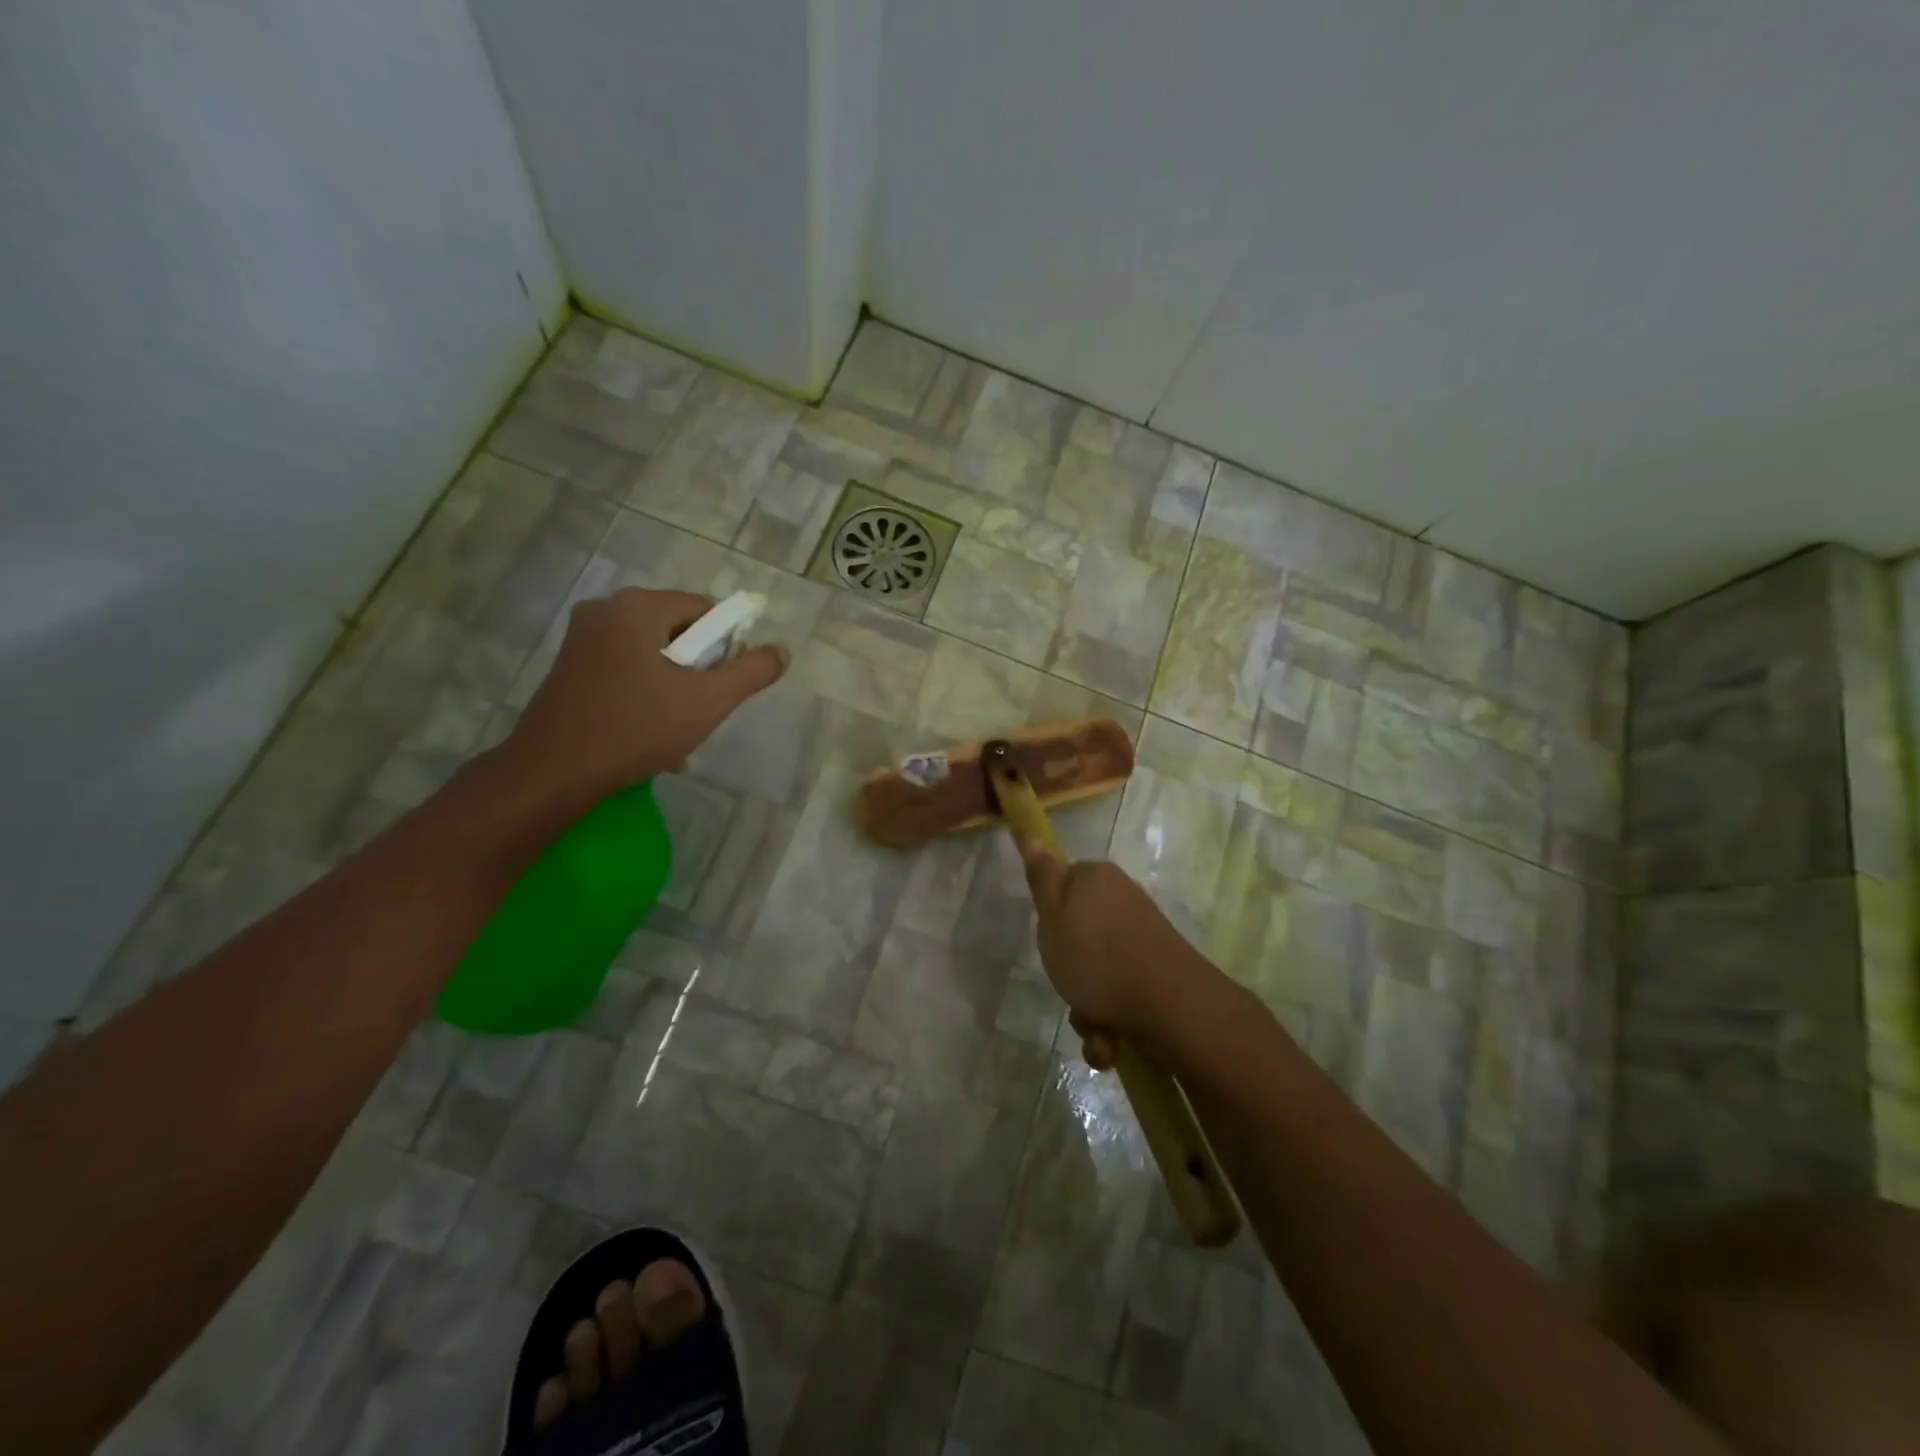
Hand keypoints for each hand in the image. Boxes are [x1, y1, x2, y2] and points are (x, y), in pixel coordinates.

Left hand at [506, 588, 787, 804]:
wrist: (553, 772)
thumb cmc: (635, 729)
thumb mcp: (707, 702)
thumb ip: (751, 672)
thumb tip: (782, 650)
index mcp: (638, 607)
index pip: (705, 610)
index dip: (726, 646)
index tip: (724, 685)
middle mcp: (606, 609)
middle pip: (678, 630)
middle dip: (698, 670)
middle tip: (701, 711)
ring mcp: (582, 636)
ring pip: (652, 652)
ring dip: (674, 686)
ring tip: (677, 731)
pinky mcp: (569, 663)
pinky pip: (625, 666)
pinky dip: (645, 691)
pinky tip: (649, 731)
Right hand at [1022, 854, 1208, 1064]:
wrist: (1171, 1007)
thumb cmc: (1097, 958)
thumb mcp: (1052, 918)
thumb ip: (1041, 880)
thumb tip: (1032, 835)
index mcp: (1096, 878)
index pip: (1061, 883)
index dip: (1049, 914)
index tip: (1047, 939)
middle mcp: (1122, 900)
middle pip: (1078, 934)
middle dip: (1069, 972)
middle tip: (1067, 986)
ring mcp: (1143, 937)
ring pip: (1097, 971)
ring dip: (1088, 1007)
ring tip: (1094, 1028)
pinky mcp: (1158, 971)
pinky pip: (1120, 993)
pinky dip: (1111, 1021)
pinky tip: (1112, 1042)